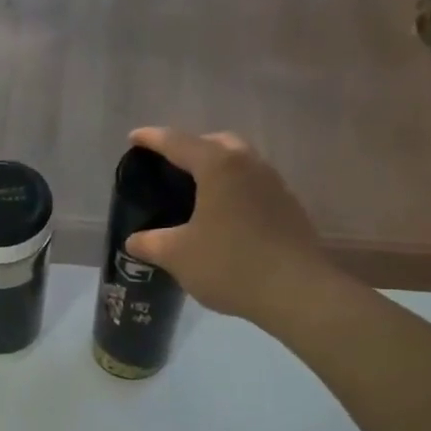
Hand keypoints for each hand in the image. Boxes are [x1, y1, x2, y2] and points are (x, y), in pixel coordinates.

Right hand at [123, 127, 334, 322]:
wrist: (297, 292)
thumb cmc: (229, 263)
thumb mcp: (177, 255)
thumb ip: (150, 242)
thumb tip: (134, 240)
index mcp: (218, 166)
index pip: (178, 142)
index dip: (152, 139)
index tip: (134, 138)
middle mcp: (249, 165)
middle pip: (216, 143)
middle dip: (190, 147)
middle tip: (169, 164)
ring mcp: (274, 185)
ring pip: (239, 162)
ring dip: (215, 168)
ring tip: (194, 190)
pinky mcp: (288, 207)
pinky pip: (252, 185)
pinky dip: (232, 189)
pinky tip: (221, 215)